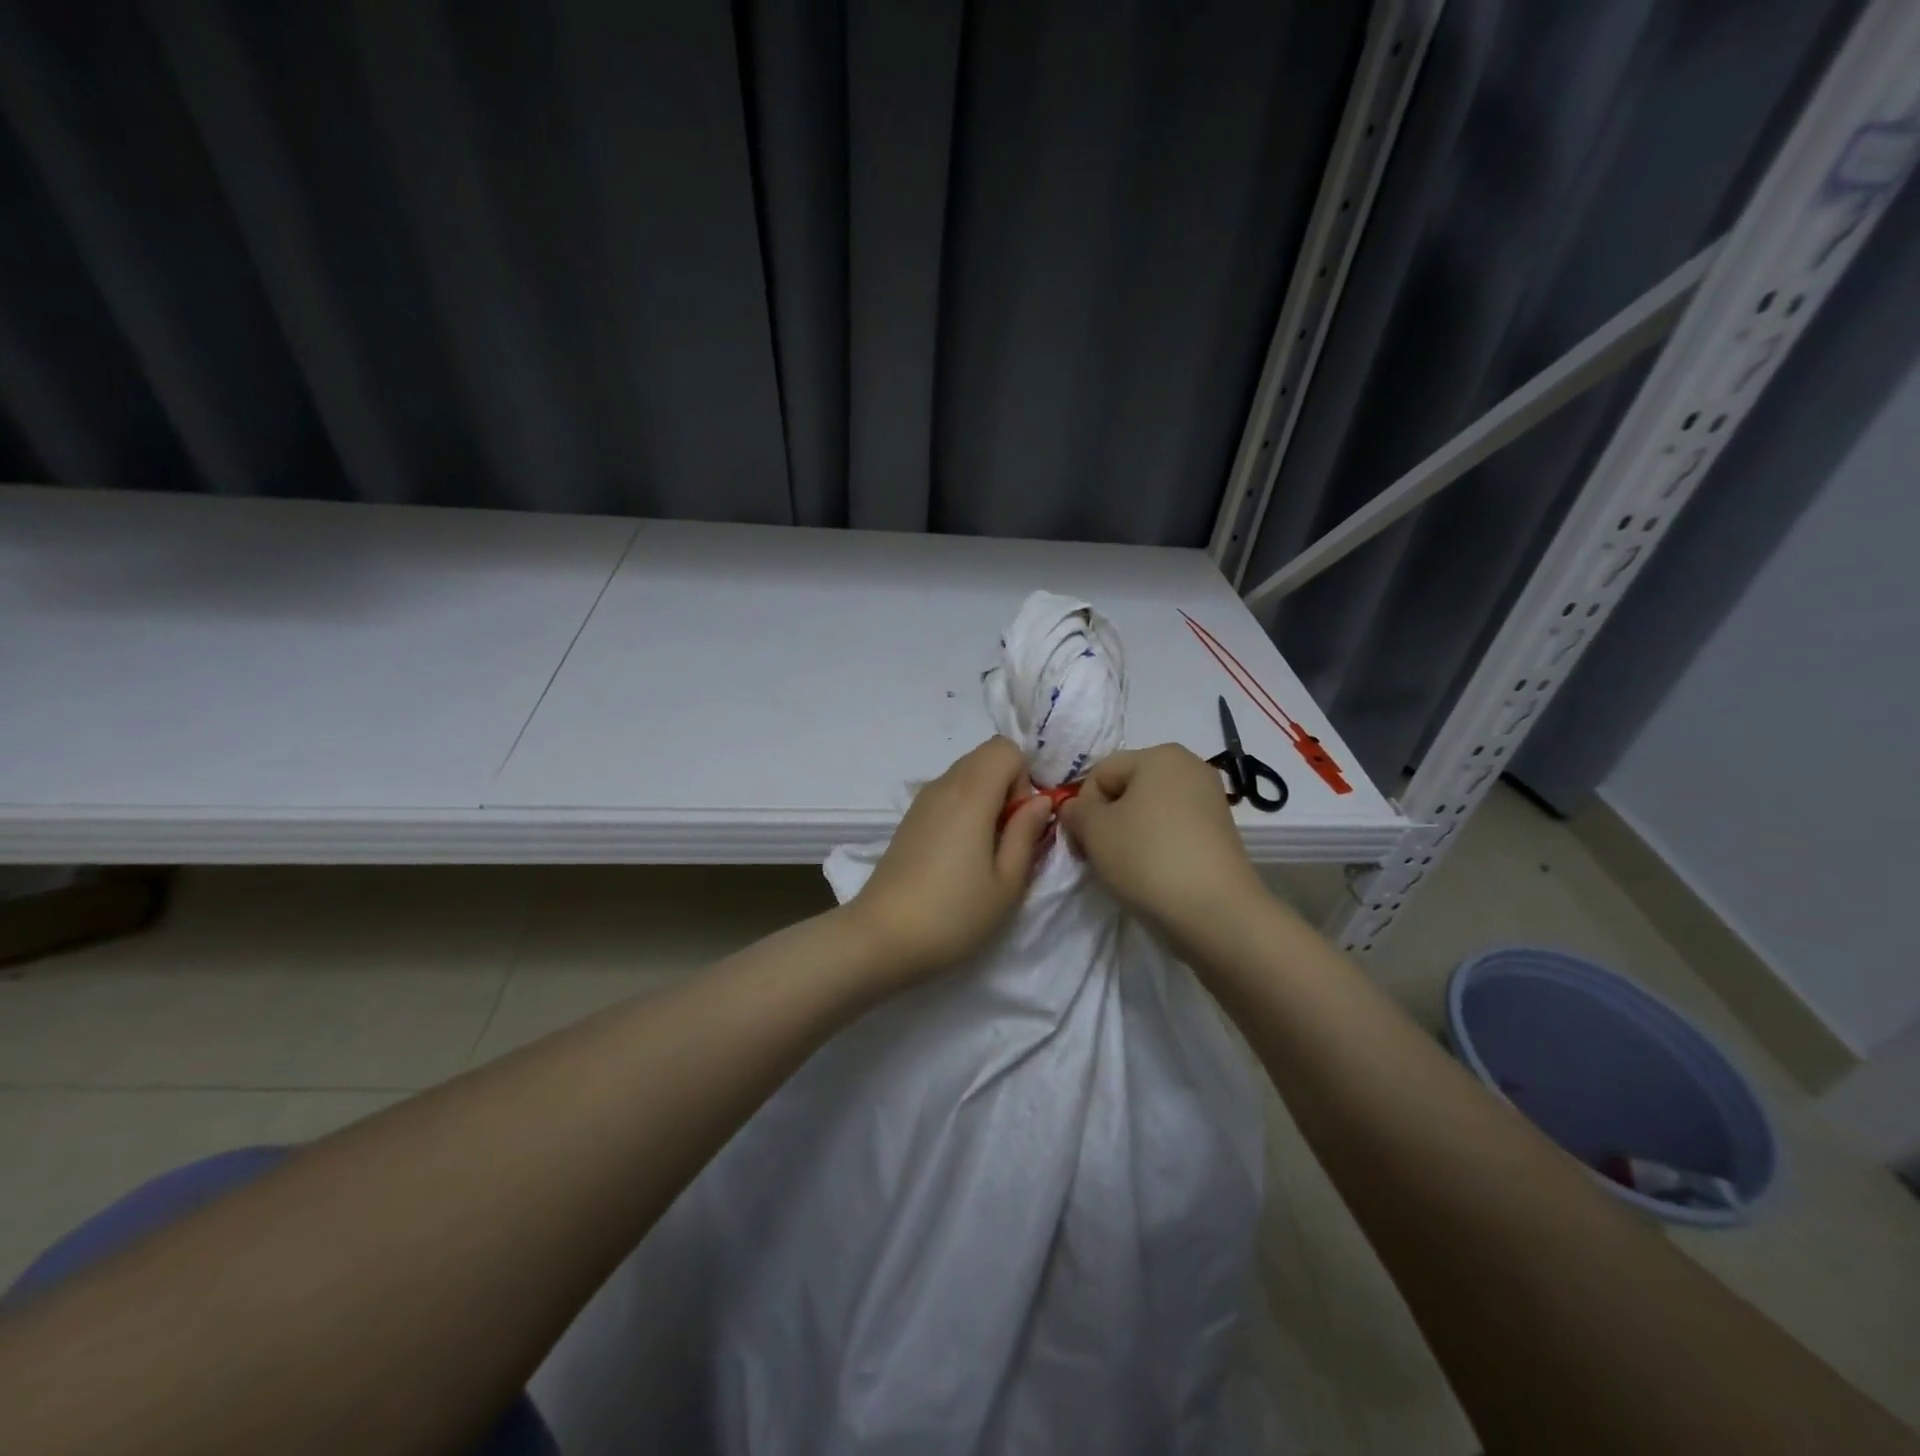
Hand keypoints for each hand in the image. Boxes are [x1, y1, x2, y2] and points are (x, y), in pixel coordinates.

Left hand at [848, 737, 1053, 983]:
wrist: (881, 937)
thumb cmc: (954, 914)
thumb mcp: (1007, 882)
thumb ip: (1027, 833)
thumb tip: (1040, 801)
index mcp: (971, 794)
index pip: (1005, 747)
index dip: (1023, 777)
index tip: (1019, 821)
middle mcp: (943, 785)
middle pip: (985, 756)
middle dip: (1007, 785)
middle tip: (1006, 837)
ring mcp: (921, 801)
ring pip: (965, 774)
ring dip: (985, 798)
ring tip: (983, 850)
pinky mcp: (909, 819)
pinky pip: (947, 793)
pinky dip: (963, 809)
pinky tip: (958, 855)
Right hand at [1058, 745, 1266, 955]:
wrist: (1214, 912)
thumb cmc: (1147, 857)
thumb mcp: (1093, 830)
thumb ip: (1075, 811)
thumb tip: (1075, 809)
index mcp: (1160, 754)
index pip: (1101, 773)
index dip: (1083, 808)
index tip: (1082, 843)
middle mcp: (1191, 767)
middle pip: (1127, 790)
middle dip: (1107, 821)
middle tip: (1100, 857)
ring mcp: (1210, 801)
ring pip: (1149, 813)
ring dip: (1129, 836)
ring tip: (1127, 869)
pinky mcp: (1221, 834)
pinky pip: (1173, 832)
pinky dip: (1157, 848)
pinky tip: (1153, 875)